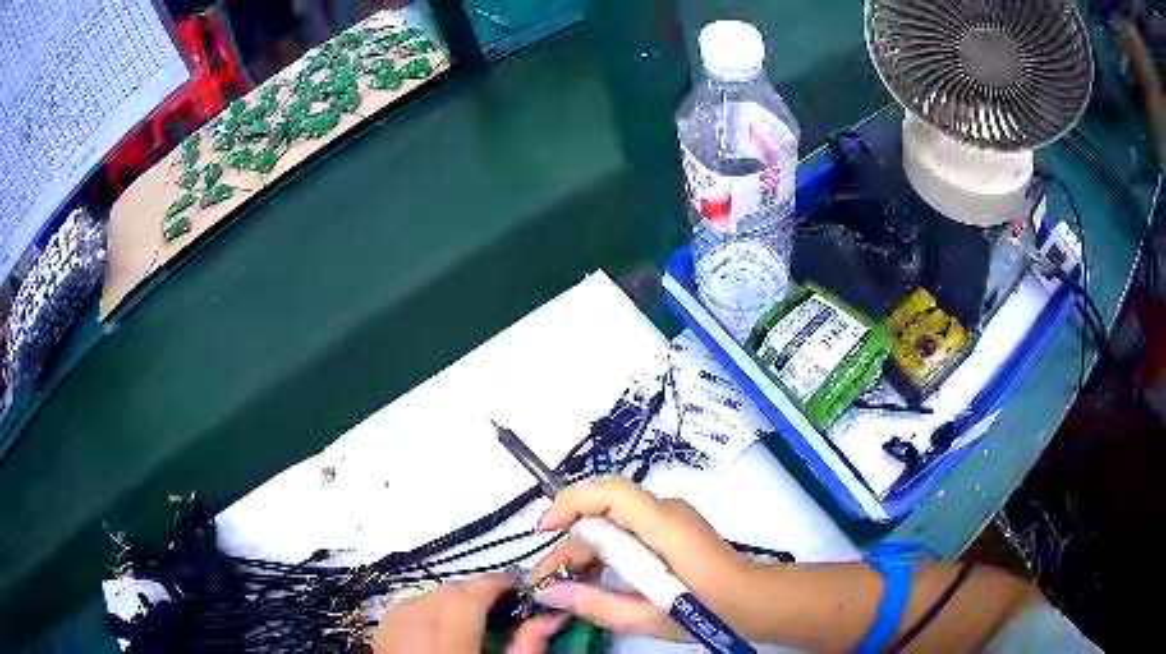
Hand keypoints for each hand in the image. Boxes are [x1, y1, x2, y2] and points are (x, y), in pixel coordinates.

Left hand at [372, 574, 567, 653]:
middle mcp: (415, 630)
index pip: (469, 597)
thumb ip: (526, 646)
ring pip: (426, 595)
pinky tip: (439, 624)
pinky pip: (406, 606)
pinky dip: (426, 607)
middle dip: (475, 592)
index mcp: (448, 644)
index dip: (494, 583)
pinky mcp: (380, 633)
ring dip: (451, 600)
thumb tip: (551, 616)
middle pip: (447, 593)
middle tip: (499, 604)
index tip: (517, 584)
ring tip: (470, 617)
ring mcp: (392, 629)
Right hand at [531, 477, 755, 640]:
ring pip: (612, 518)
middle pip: (604, 506)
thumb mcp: (647, 616)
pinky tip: (594, 577)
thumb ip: (595, 604)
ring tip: (563, 583)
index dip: (571, 502)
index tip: (544, 530)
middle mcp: (666, 511)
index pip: (611, 493)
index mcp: (664, 527)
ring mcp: (670, 516)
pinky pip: (627, 527)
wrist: (753, 601)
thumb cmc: (708, 611)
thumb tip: (547, 592)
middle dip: (568, 537)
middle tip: (546, 578)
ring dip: (584, 546)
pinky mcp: (671, 527)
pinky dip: (604, 548)